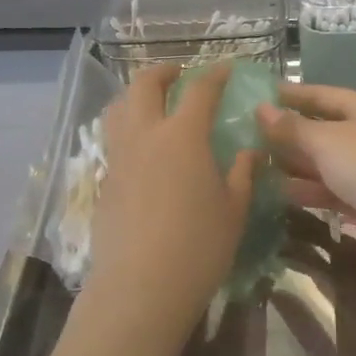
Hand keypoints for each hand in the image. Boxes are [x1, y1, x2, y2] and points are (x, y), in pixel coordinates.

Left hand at [84, 64, 261, 342]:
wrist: (140, 288)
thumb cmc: (198, 246)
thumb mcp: (233, 209)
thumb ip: (242, 173)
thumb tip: (250, 152)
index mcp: (182, 136)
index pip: (199, 90)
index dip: (215, 74)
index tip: (227, 67)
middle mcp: (145, 136)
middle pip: (144, 85)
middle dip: (163, 71)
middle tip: (179, 74)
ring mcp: (119, 159)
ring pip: (118, 109)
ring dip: (136, 96)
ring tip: (153, 105)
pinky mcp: (104, 183)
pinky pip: (114, 143)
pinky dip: (128, 132)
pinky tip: (144, 154)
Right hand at [257, 83, 355, 264]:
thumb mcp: (328, 141)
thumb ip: (292, 127)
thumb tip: (261, 108)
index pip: (322, 94)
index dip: (291, 95)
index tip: (260, 96)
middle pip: (323, 129)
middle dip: (289, 134)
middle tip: (250, 136)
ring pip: (328, 163)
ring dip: (296, 165)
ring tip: (258, 166)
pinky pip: (335, 189)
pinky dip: (311, 190)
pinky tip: (282, 193)